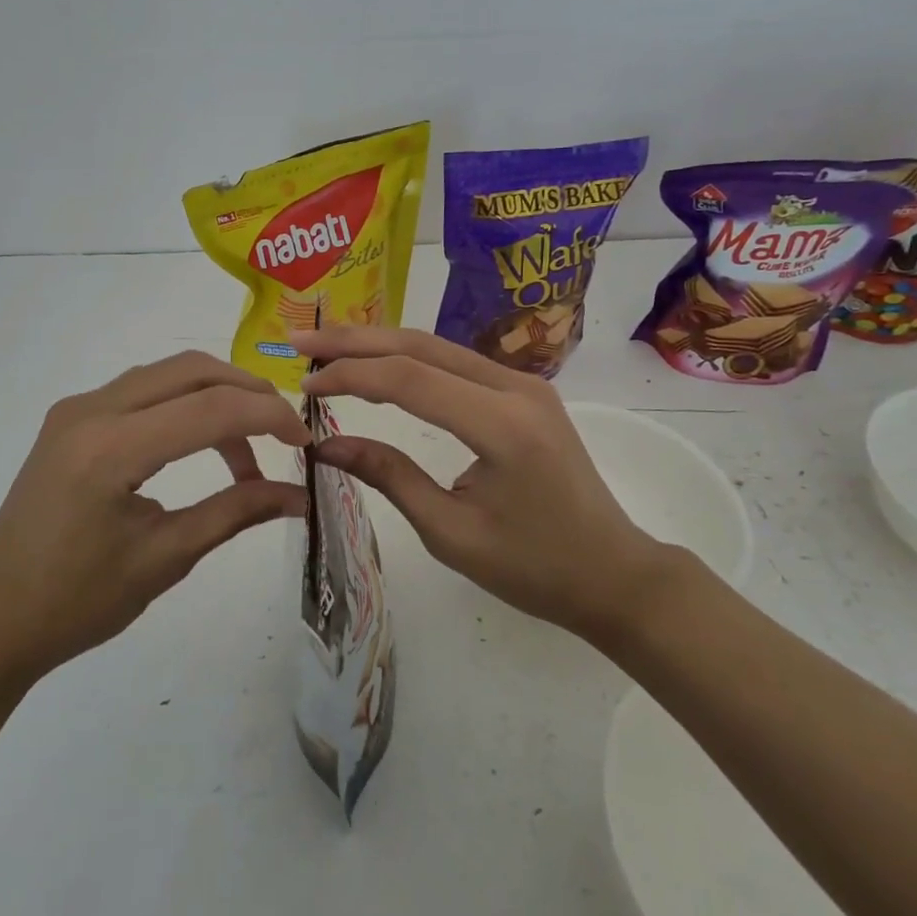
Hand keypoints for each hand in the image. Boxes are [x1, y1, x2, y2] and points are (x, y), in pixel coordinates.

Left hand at [0, 353, 309, 687]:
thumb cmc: (77, 602)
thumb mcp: (165, 558)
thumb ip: (234, 512)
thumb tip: (298, 494)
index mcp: (110, 449)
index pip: (211, 408)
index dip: (269, 417)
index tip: (305, 444)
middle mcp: (90, 411)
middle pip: (191, 369)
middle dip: (247, 392)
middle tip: (283, 433)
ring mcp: (75, 409)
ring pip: (166, 374)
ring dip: (215, 397)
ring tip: (247, 452)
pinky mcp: (70, 419)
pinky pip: (141, 391)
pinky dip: (182, 406)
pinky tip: (200, 445)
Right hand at [293, 327, 681, 641]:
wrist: (614, 573)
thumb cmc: (534, 568)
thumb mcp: (451, 532)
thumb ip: (389, 476)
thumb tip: (326, 445)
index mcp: (502, 425)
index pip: (408, 380)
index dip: (350, 376)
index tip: (305, 386)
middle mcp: (516, 388)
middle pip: (421, 346)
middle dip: (356, 342)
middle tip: (302, 345)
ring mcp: (524, 384)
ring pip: (437, 347)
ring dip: (379, 343)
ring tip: (327, 349)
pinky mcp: (523, 392)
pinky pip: (454, 362)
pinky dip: (408, 359)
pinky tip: (378, 362)